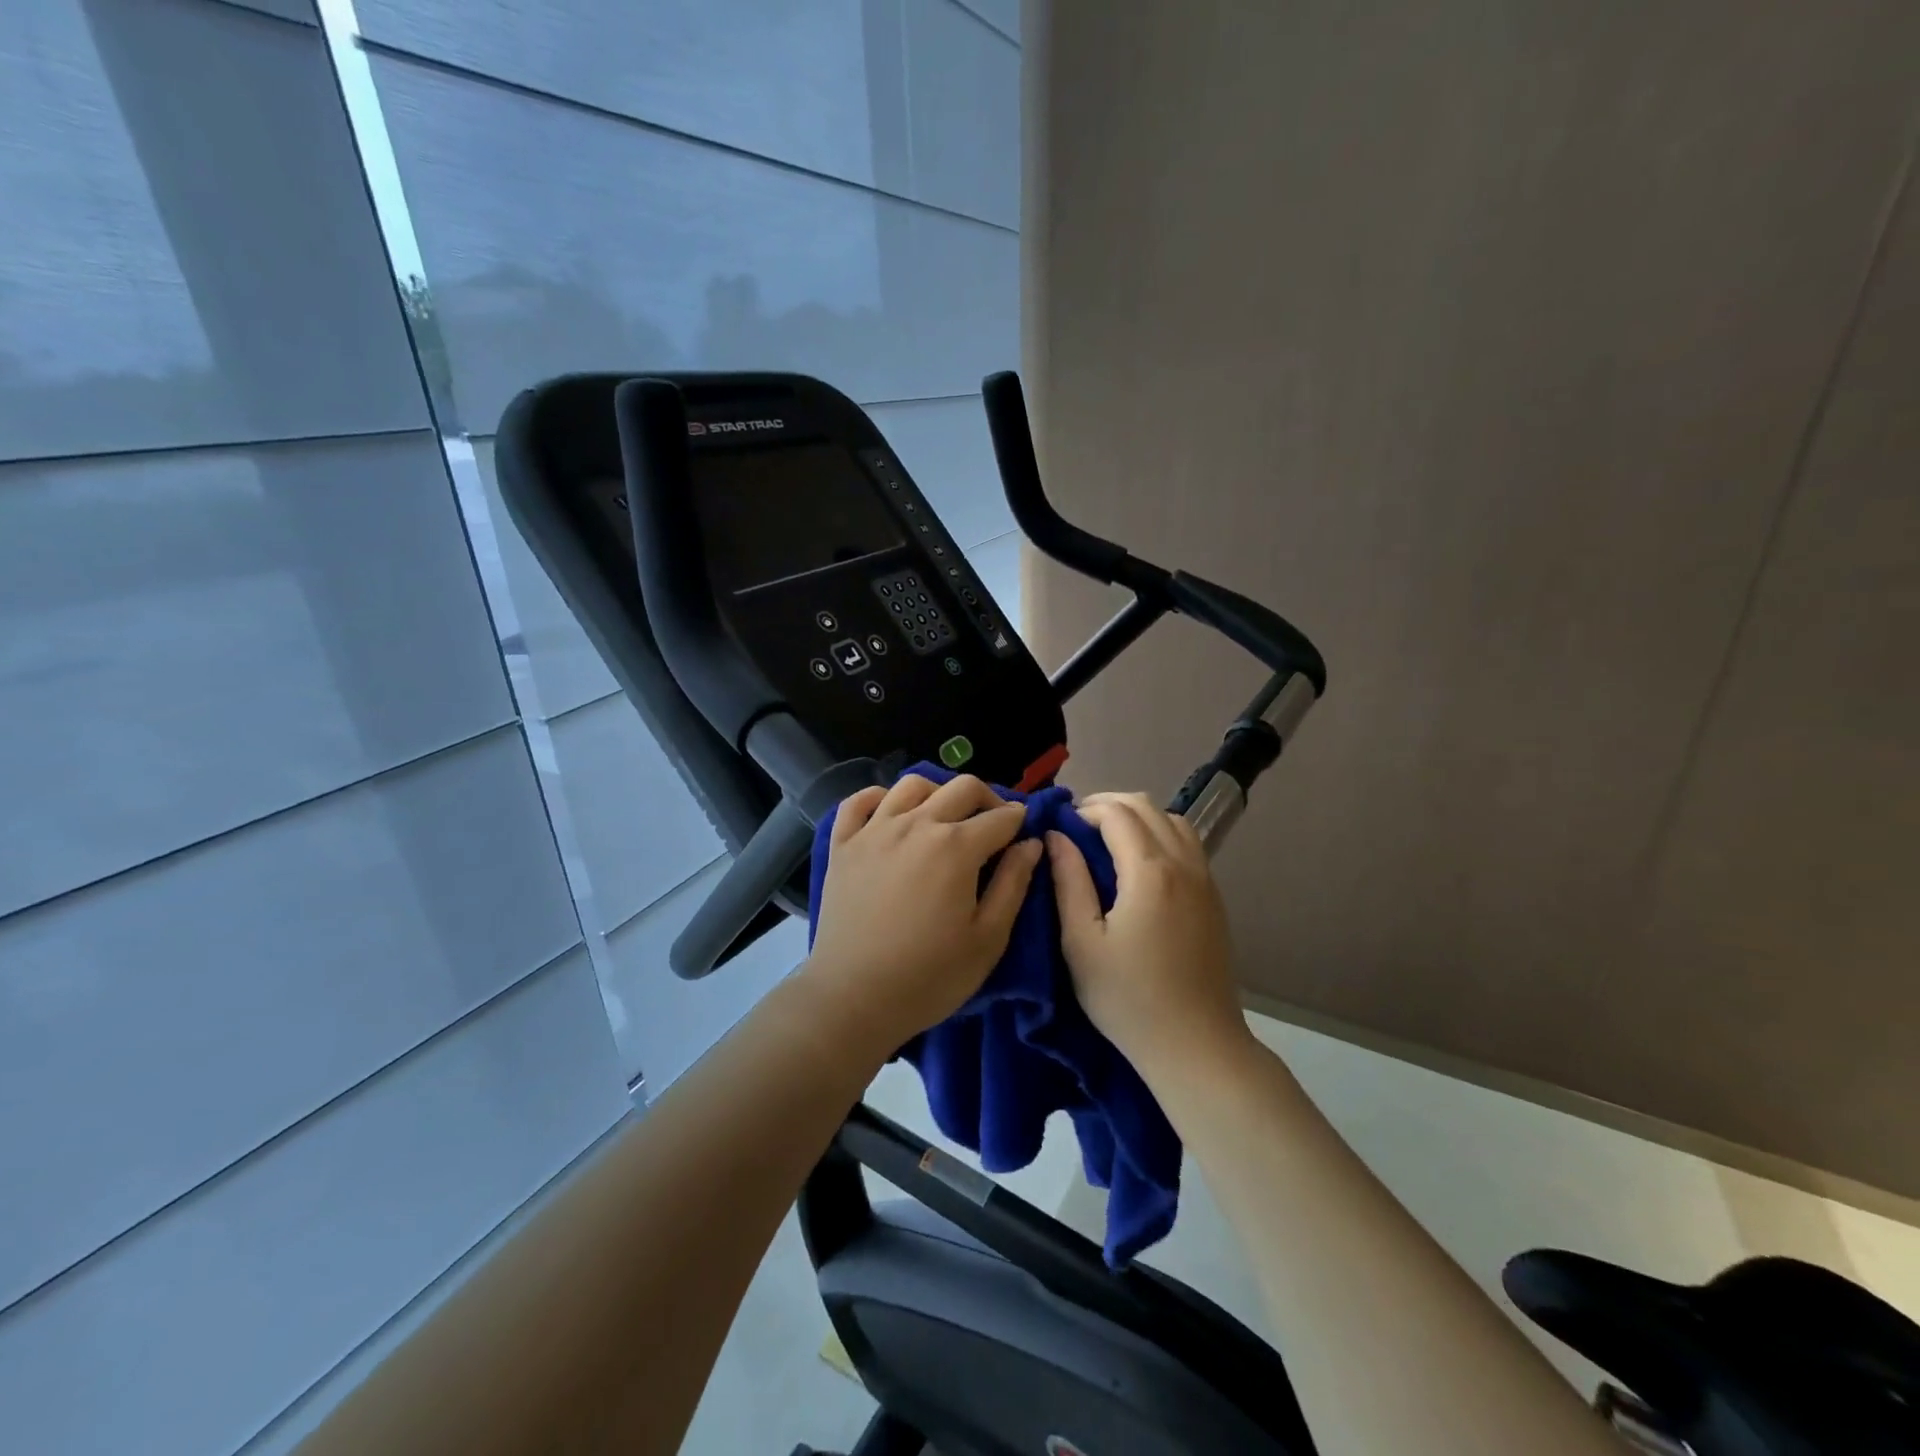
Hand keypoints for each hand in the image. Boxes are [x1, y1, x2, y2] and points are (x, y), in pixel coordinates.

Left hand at [803, 774, 1042, 1055]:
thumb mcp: (988, 938)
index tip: (1024, 833)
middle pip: (961, 788)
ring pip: (912, 785)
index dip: (1019, 820)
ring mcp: (874, 830)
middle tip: (993, 824)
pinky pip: (858, 801)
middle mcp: (916, 824)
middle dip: (987, 799)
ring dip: (938, 793)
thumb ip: (1014, 884)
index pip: (1000, 817)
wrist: (853, 998)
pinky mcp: (843, 844)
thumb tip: (1032, 843)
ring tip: (944, 818)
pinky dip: (879, 797)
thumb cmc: (930, 976)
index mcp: (956, 846)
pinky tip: (890, 812)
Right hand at [1047, 792, 1253, 1079]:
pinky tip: (1139, 865)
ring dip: (1138, 817)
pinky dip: (1160, 835)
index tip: (1059, 828)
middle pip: (1146, 806)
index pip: (1116, 813)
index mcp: (1149, 871)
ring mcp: (1205, 880)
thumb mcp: (1082, 942)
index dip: (1083, 810)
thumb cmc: (1128, 998)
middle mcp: (1184, 864)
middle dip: (1108, 805)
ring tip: (1107, 841)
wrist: (1197, 1045)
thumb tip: (1056, 836)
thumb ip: (1068, 881)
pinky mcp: (1214, 899)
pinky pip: (1188, 845)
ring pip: (1173, 821)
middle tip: (1077, 828)